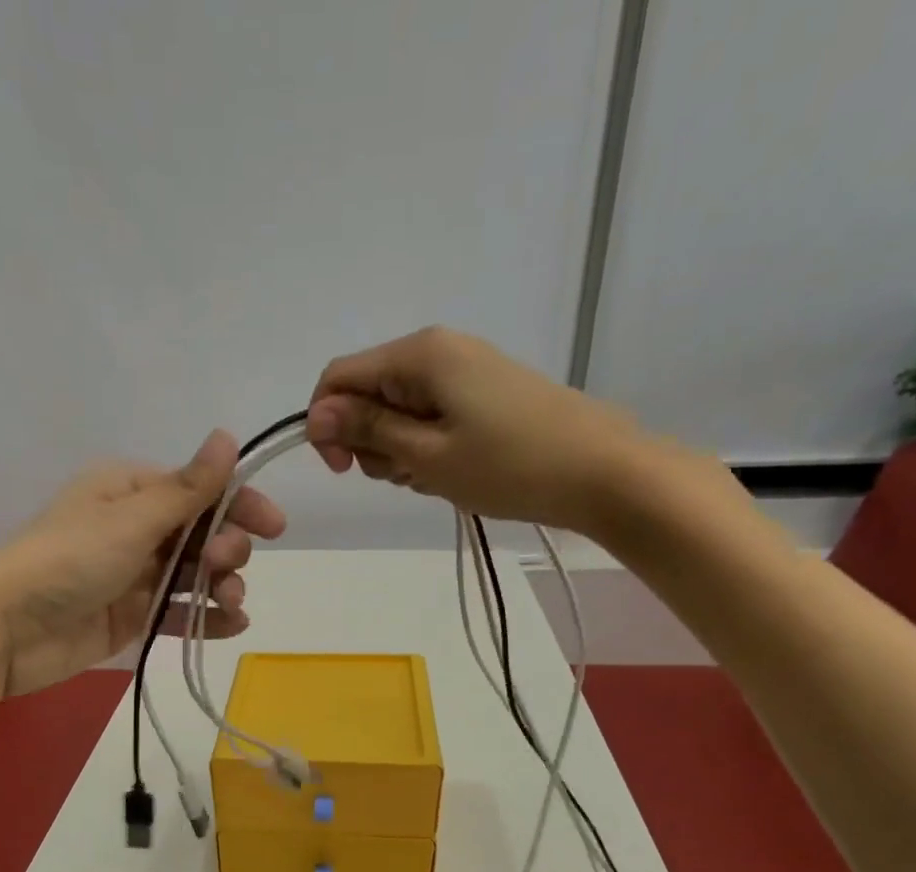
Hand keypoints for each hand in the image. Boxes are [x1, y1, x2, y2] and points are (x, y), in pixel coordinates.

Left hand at [0, 432, 286, 696]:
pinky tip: (231, 626)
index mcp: (130, 491)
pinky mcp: (133, 617)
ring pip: (195, 576)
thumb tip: (227, 436)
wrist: (10, 628)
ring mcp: (135, 576)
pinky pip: (179, 613)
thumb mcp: (132, 519)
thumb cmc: (69, 560)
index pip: (198, 491)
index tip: (274, 527)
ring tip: (231, 603)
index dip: (238, 505)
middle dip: (226, 549)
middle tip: (225, 566)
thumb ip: (187, 489)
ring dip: (222, 587)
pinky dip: (206, 618)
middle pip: (201, 534)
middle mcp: (136, 529)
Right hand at [307, 327, 664, 535]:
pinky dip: (427, 450)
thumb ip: (368, 429)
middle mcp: (436, 351)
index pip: (339, 377)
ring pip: (396, 413)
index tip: (343, 471)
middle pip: (367, 394)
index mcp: (419, 355)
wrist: (599, 471)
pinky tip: (453, 472)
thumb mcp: (427, 454)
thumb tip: (316, 412)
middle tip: (408, 474)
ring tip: (437, 476)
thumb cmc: (508, 465)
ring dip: (400, 452)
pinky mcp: (480, 394)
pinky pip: (428, 419)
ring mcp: (461, 372)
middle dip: (370, 442)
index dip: (326, 425)